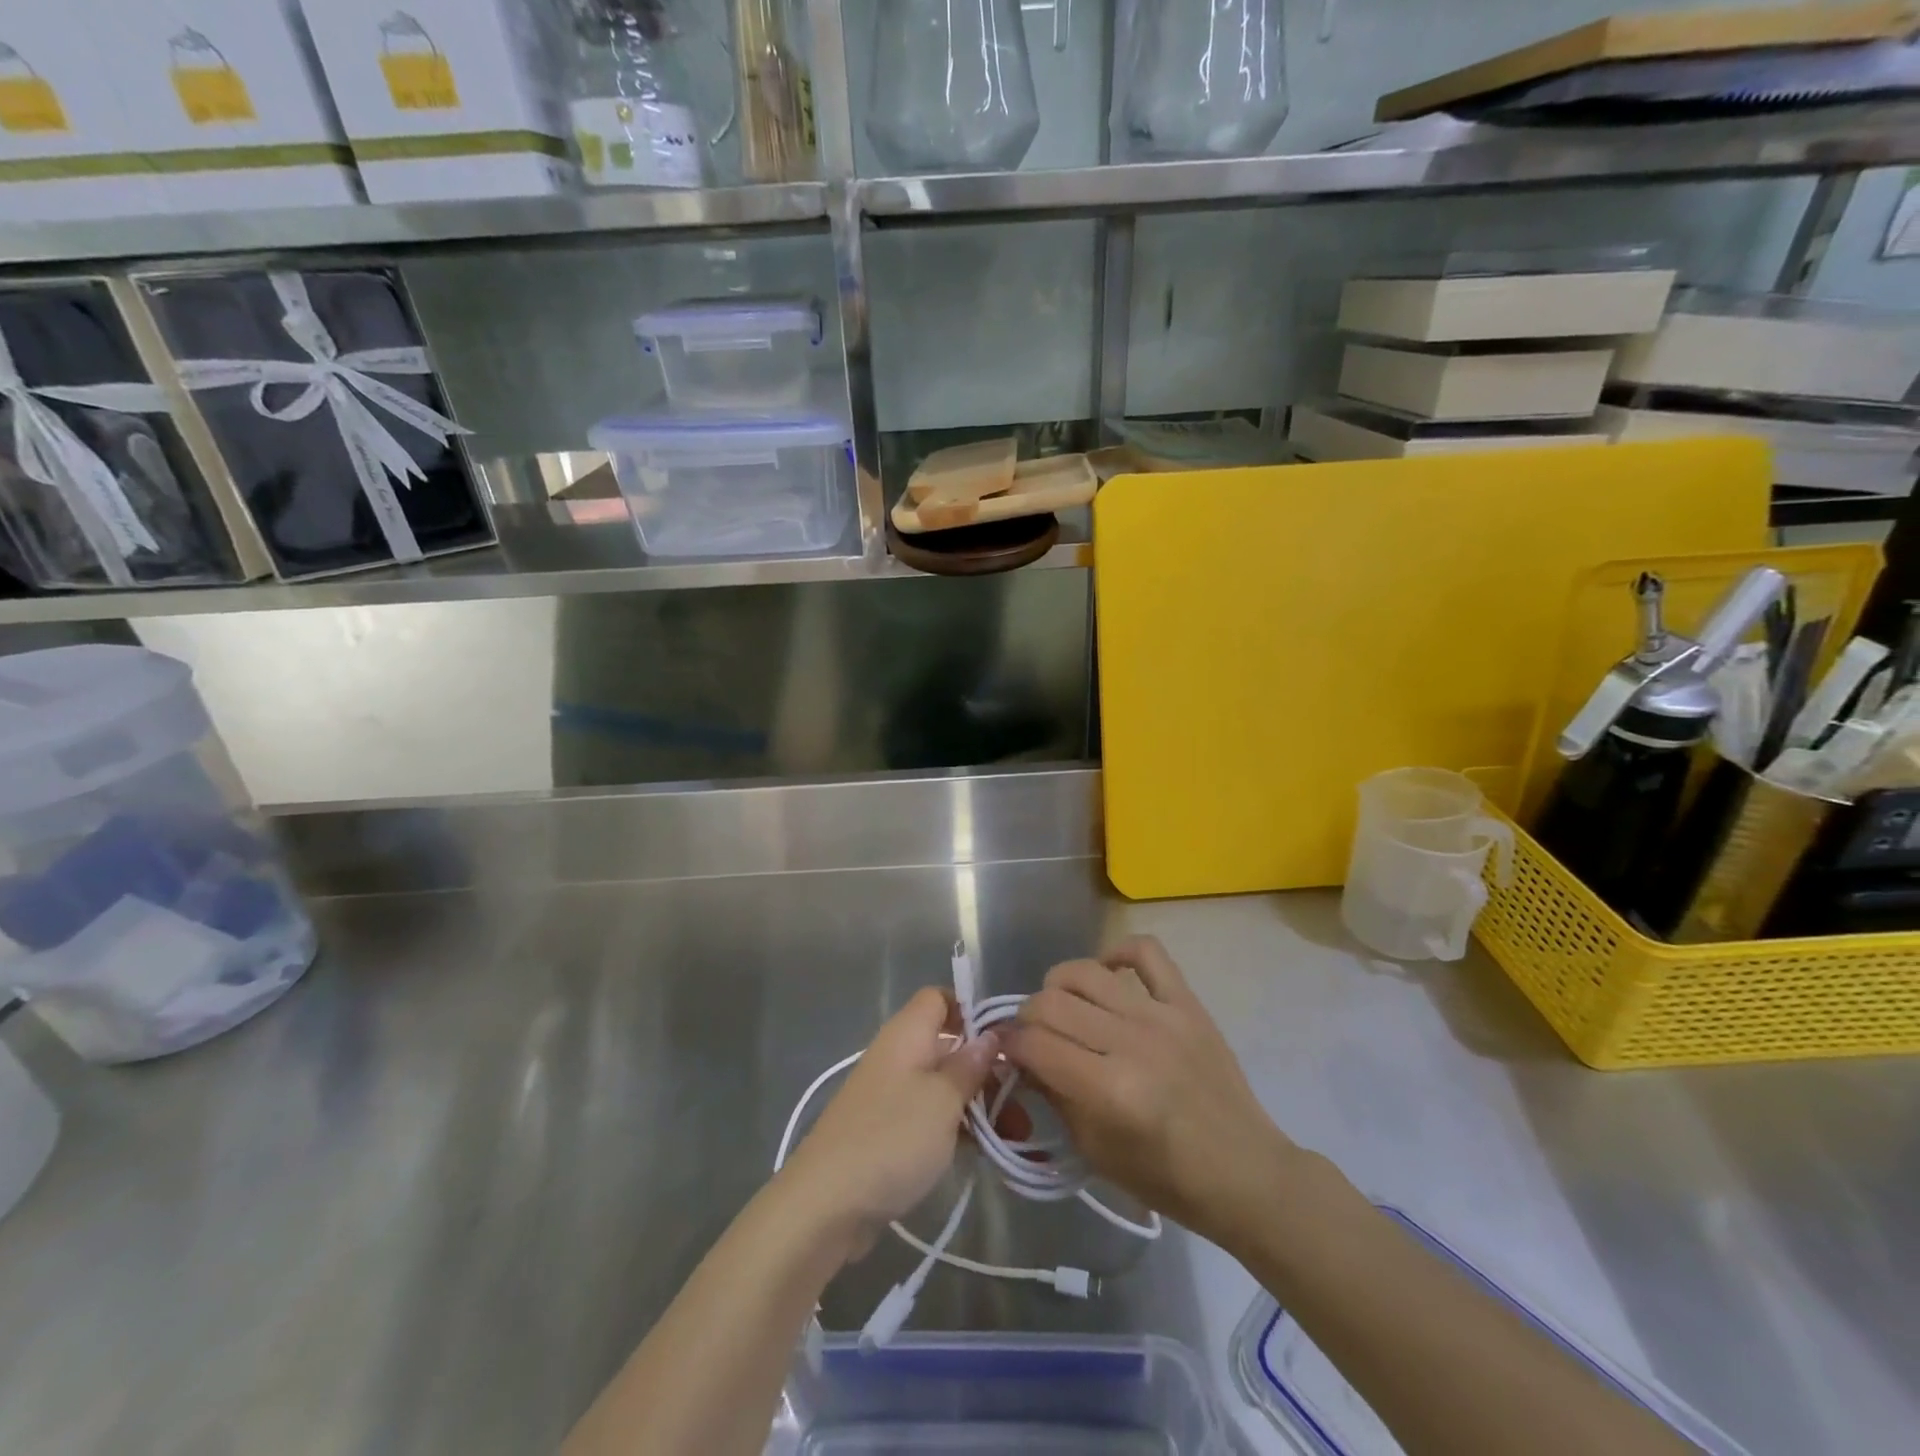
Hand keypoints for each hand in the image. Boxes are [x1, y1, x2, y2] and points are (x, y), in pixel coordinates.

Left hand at [778, 987, 998, 1258]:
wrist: (825, 1204)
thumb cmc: (892, 1138)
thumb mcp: (943, 1100)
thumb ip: (970, 1066)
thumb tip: (990, 1037)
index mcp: (907, 1034)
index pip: (940, 998)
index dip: (971, 1011)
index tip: (1004, 1041)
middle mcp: (899, 1055)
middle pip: (950, 1046)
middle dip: (988, 1070)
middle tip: (1025, 1102)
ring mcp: (892, 1095)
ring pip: (945, 1086)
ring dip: (980, 1105)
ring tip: (1017, 1136)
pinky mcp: (889, 1131)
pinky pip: (931, 1117)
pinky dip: (958, 1129)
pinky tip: (987, 1153)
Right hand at [1002, 936, 1294, 1245]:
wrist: (1245, 1172)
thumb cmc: (1167, 1178)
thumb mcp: (1096, 1151)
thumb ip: (1054, 1096)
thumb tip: (1020, 1057)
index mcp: (1110, 1091)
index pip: (1036, 1045)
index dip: (1009, 1045)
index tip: (1006, 1051)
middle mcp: (1132, 1043)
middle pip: (1052, 1002)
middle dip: (1027, 1017)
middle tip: (1032, 1035)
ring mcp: (1162, 1016)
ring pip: (1087, 972)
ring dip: (1059, 985)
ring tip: (1062, 1005)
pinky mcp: (1188, 1002)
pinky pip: (1147, 952)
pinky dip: (1117, 952)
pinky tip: (1107, 973)